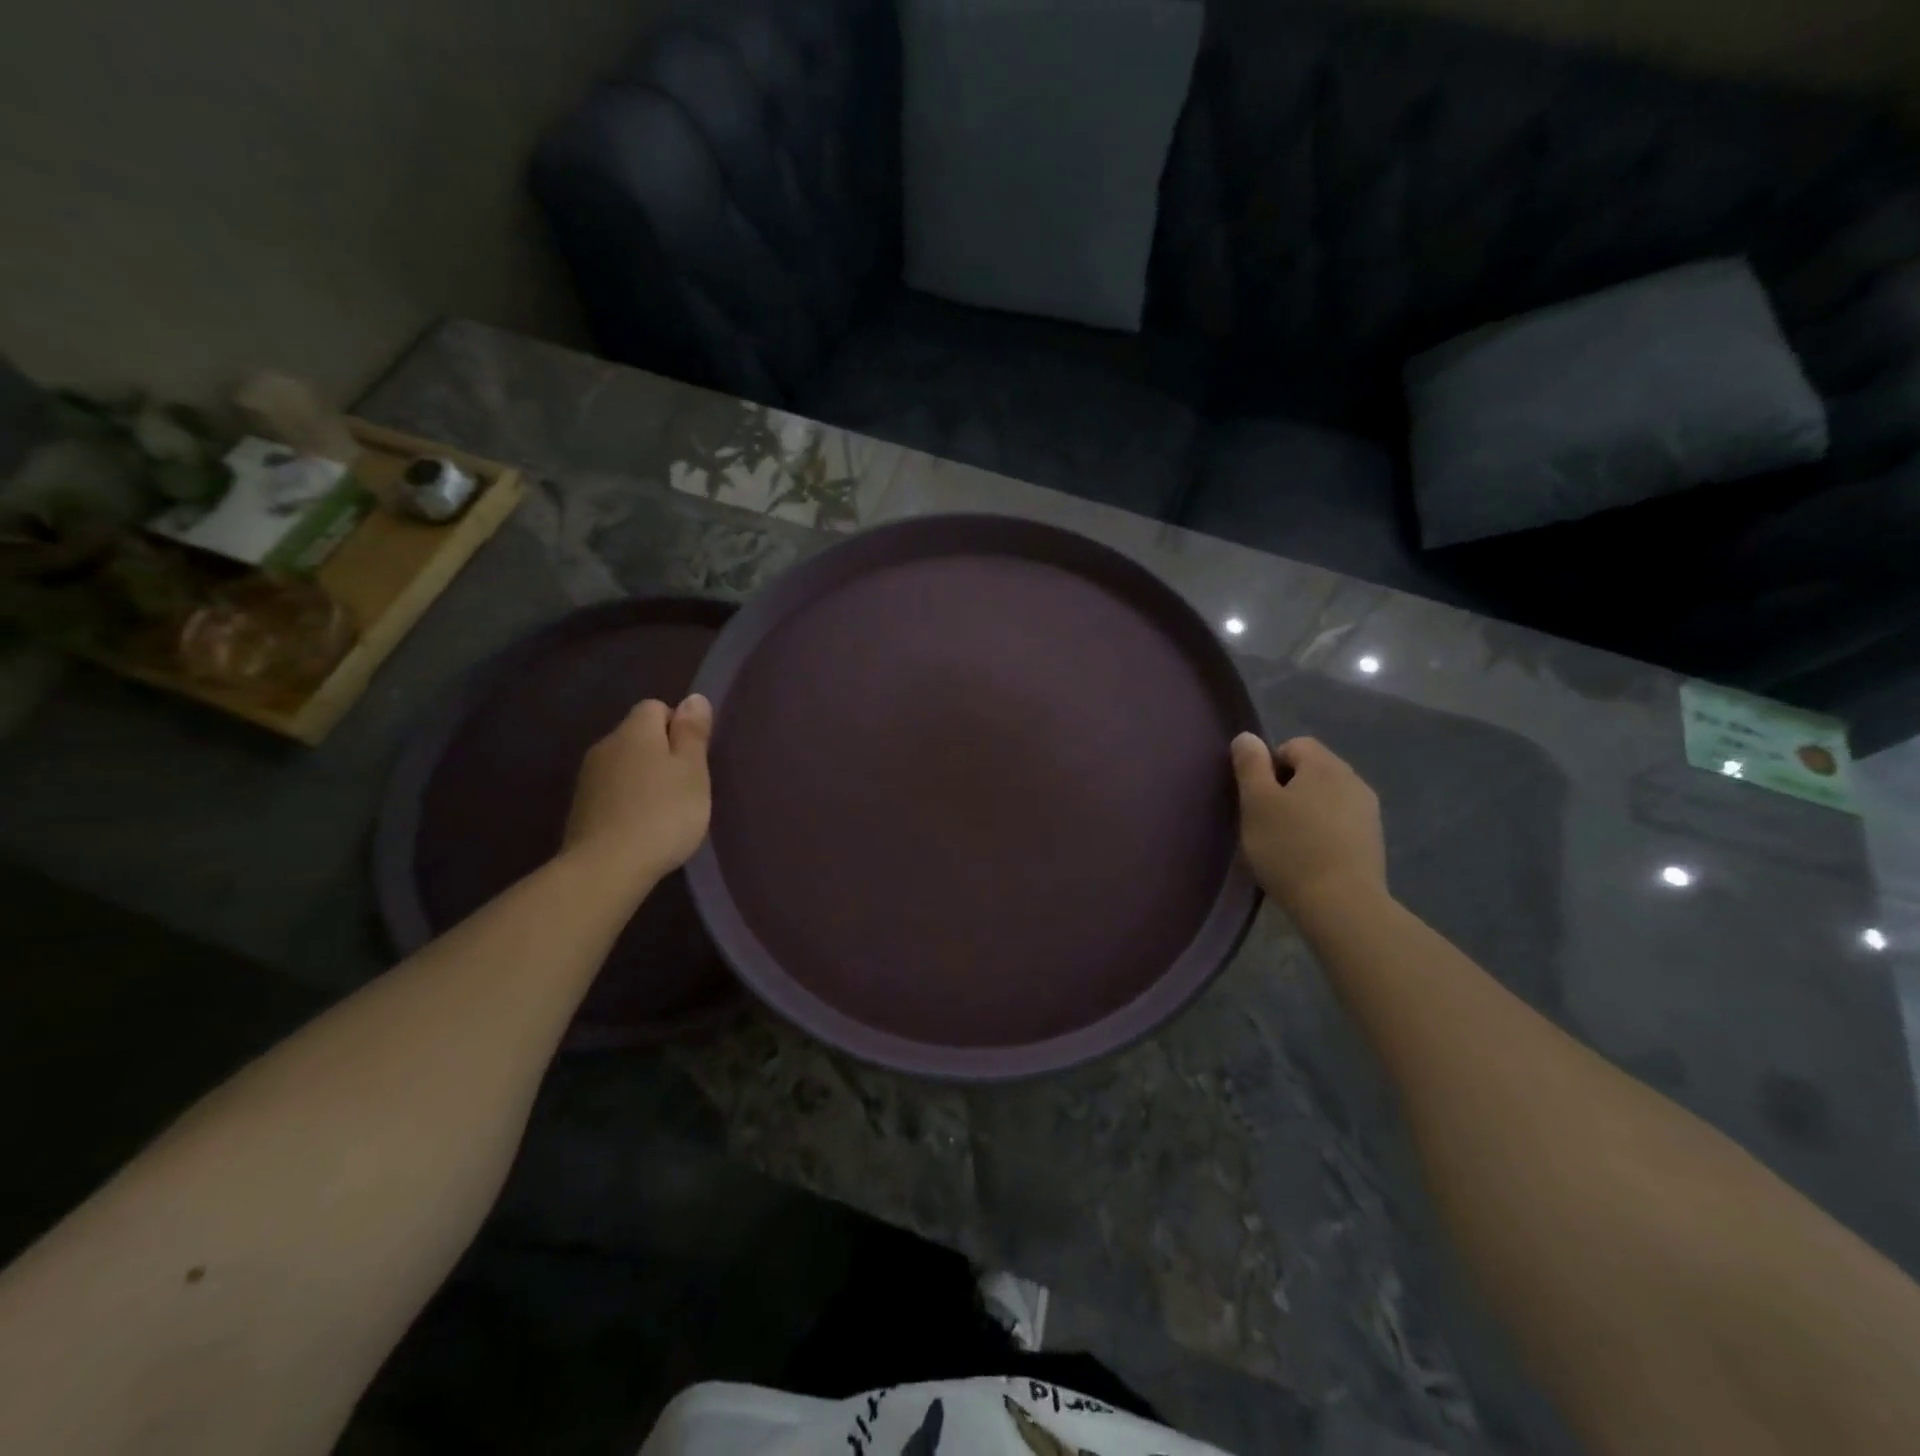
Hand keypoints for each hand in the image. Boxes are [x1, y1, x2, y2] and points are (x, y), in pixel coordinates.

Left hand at [562, 695, 713, 885]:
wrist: (607, 867)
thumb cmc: (663, 813)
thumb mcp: (692, 771)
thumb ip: (693, 733)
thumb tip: (693, 698)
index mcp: (635, 731)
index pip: (656, 707)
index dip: (678, 726)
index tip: (694, 758)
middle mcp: (606, 745)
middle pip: (638, 735)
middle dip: (661, 752)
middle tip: (686, 785)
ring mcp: (588, 778)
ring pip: (624, 764)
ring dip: (644, 778)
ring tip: (665, 809)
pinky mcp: (580, 808)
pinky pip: (612, 791)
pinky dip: (628, 801)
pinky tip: (642, 826)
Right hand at [1230, 734, 1387, 915]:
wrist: (1341, 905)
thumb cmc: (1290, 848)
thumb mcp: (1256, 803)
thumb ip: (1250, 765)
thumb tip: (1248, 737)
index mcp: (1325, 765)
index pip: (1293, 745)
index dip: (1268, 766)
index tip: (1256, 798)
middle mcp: (1353, 780)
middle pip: (1312, 771)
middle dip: (1286, 789)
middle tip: (1265, 821)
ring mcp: (1368, 812)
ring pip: (1326, 798)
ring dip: (1305, 811)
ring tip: (1286, 842)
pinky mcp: (1373, 842)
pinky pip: (1339, 823)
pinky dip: (1322, 832)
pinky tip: (1308, 858)